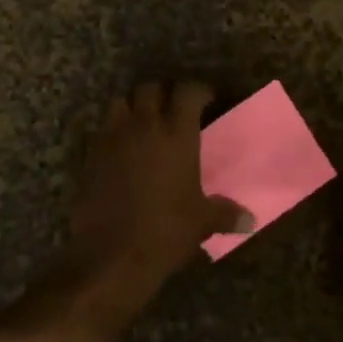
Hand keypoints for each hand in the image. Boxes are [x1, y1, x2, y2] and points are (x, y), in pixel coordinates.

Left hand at [62, 81, 251, 315]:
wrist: (112, 253)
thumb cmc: (166, 231)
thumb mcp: (202, 222)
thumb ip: (225, 213)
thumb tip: (250, 221)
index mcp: (177, 134)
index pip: (188, 92)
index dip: (199, 90)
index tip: (207, 99)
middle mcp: (144, 125)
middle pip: (150, 88)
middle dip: (163, 93)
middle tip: (173, 108)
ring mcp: (114, 137)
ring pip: (122, 102)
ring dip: (134, 107)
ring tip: (144, 122)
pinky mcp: (91, 154)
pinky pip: (104, 129)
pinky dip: (114, 131)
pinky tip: (123, 149)